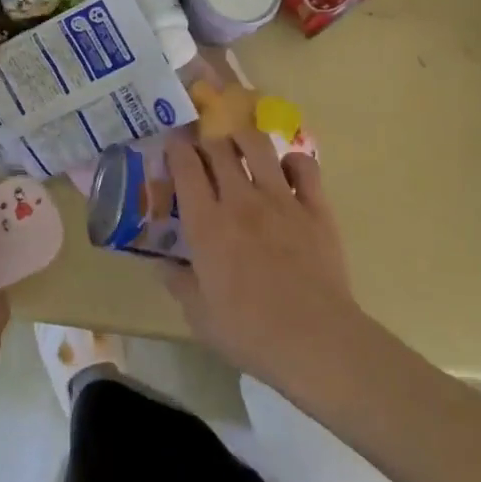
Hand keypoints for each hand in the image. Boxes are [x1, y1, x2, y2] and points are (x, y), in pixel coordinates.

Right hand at [162, 131, 364, 390]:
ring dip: (243, 140)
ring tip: (240, 147)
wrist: (317, 341)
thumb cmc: (250, 333)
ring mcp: (281, 199)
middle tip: (204, 152)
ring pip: (258, 145)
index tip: (172, 147)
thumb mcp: (199, 316)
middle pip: (218, 147)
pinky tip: (286, 172)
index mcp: (206, 223)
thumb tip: (163, 264)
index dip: (175, 148)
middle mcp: (239, 199)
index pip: (185, 165)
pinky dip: (293, 162)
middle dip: (206, 142)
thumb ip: (179, 283)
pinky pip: (304, 166)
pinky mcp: (315, 208)